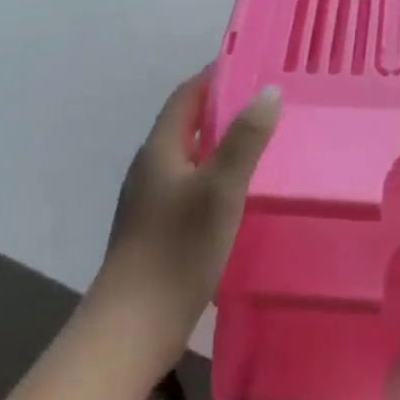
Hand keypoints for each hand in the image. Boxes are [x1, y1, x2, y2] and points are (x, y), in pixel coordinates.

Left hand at [91, 69, 281, 370]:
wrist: (130, 332)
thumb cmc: (177, 251)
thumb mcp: (221, 189)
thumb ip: (245, 138)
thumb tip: (269, 90)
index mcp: (159, 149)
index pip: (187, 95)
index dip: (216, 76)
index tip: (253, 67)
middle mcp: (150, 167)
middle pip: (187, 124)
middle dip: (223, 109)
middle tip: (267, 105)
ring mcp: (148, 201)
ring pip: (189, 157)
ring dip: (220, 144)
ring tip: (260, 145)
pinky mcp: (154, 231)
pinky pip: (188, 186)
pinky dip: (214, 176)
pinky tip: (238, 195)